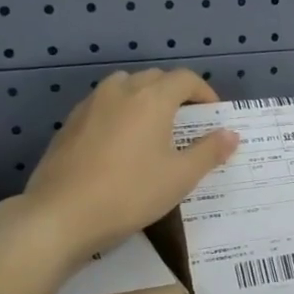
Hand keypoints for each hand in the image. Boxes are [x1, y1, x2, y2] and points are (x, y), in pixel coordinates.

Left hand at [10, 68, 238, 259]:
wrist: (62, 214)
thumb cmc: (131, 193)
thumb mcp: (180, 177)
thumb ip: (209, 152)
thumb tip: (231, 134)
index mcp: (151, 98)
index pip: (185, 79)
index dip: (204, 93)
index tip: (213, 115)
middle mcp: (120, 91)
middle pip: (154, 79)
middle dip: (175, 94)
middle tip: (187, 123)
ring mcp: (90, 105)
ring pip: (124, 88)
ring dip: (144, 99)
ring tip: (153, 130)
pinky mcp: (69, 123)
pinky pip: (103, 107)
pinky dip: (119, 114)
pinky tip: (120, 146)